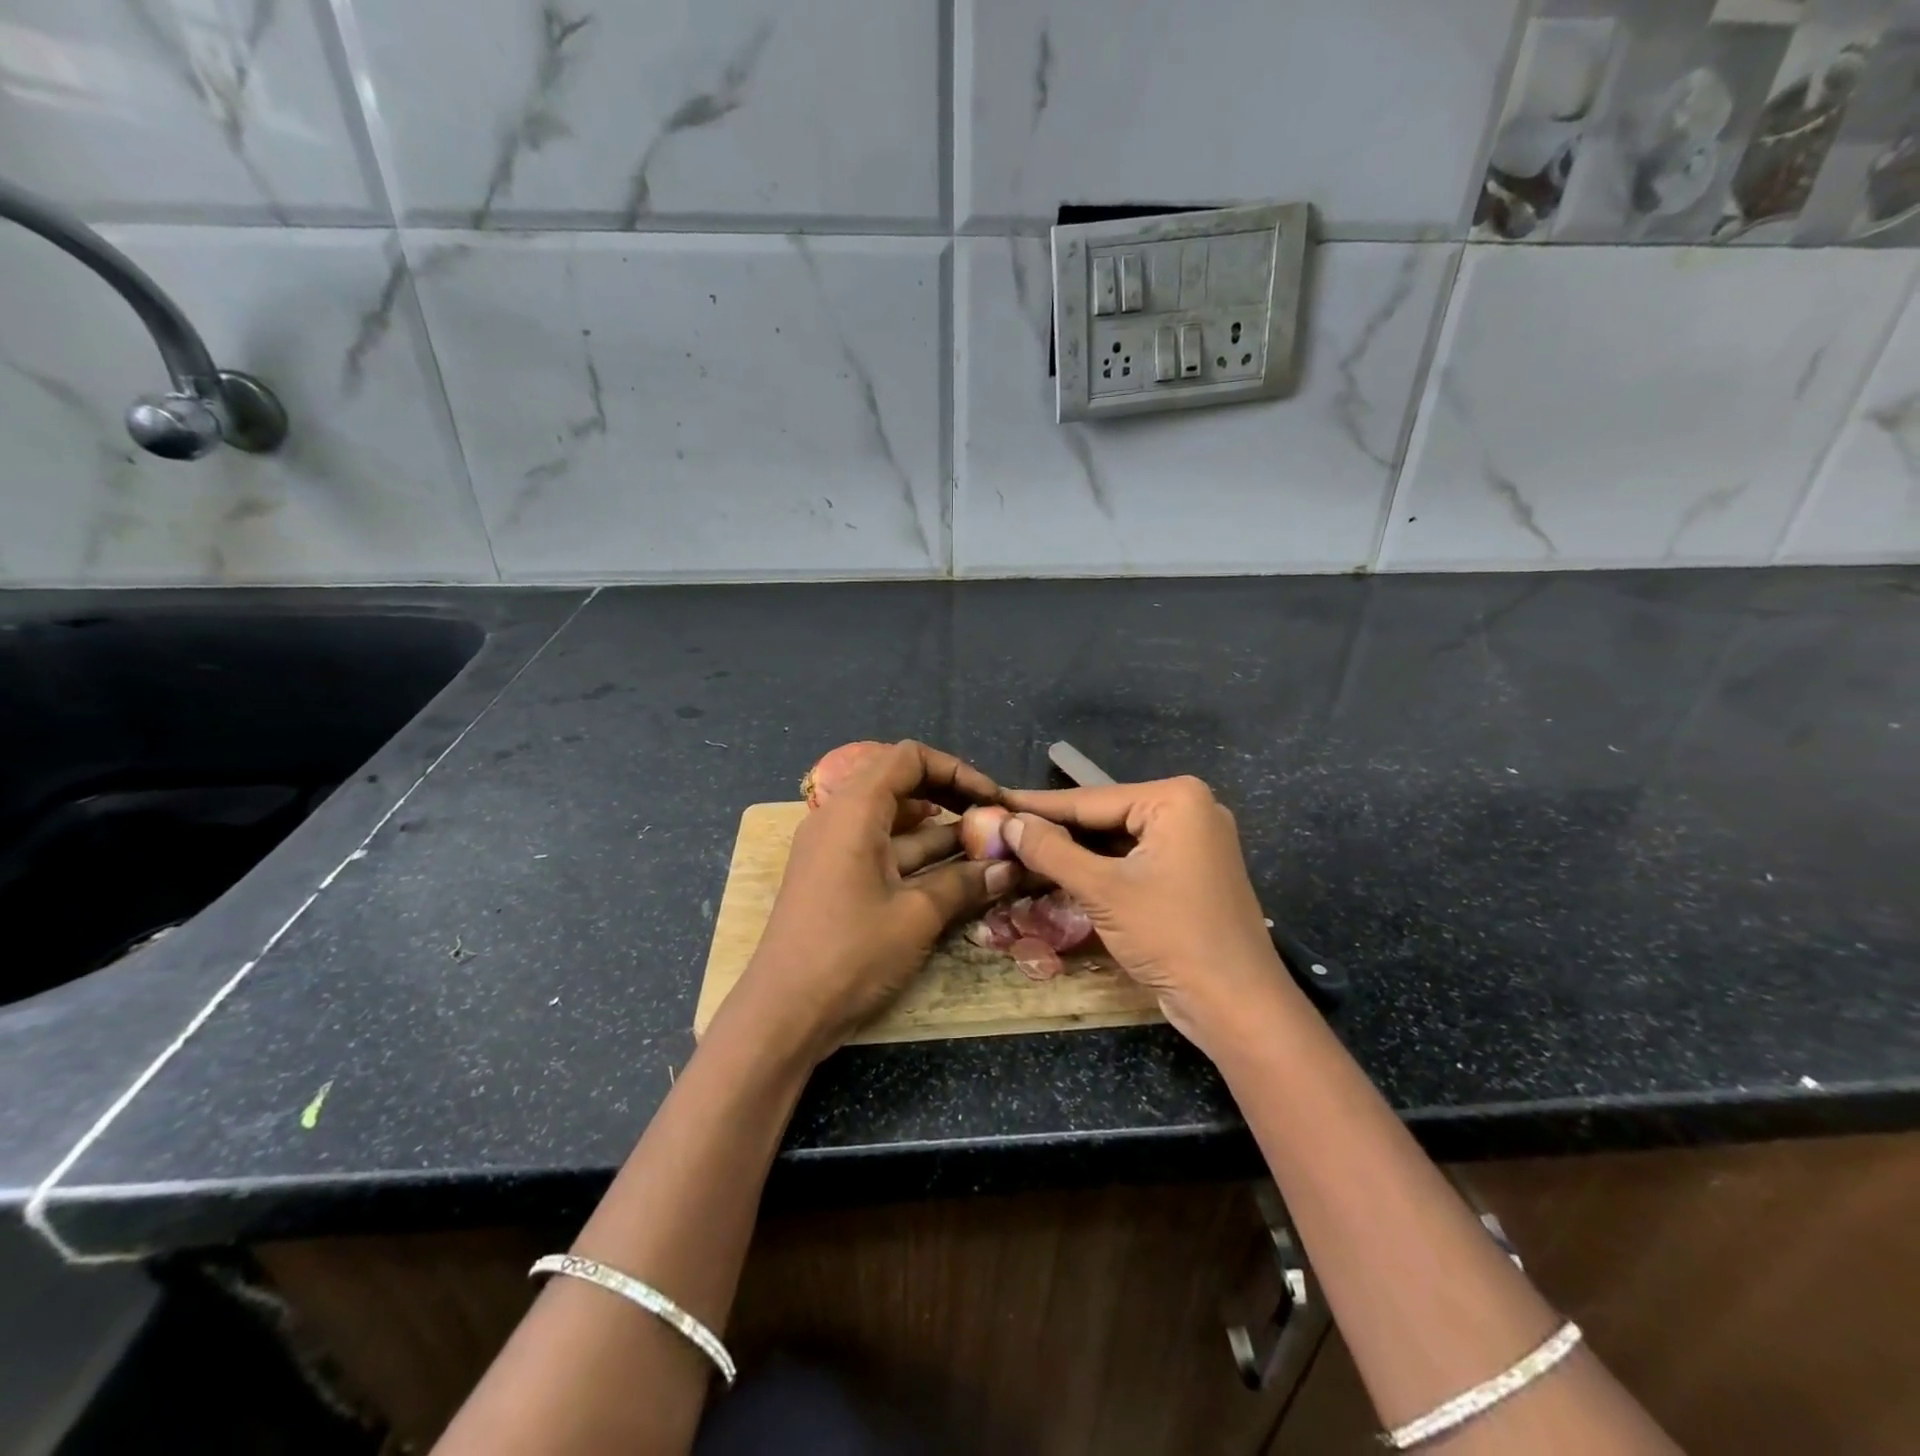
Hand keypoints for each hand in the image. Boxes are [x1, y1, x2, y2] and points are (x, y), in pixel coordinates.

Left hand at [729, 741, 1015, 1059]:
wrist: (783, 1014)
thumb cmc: (850, 953)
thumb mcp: (916, 915)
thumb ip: (964, 883)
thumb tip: (1009, 869)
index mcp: (853, 809)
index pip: (908, 758)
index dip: (955, 770)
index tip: (991, 798)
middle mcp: (839, 818)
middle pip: (901, 785)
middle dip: (950, 798)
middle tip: (991, 821)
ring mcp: (835, 849)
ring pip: (895, 822)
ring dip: (940, 832)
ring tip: (986, 849)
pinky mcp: (836, 878)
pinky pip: (883, 850)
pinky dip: (918, 857)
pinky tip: (956, 875)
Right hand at [1000, 777, 1304, 1054]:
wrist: (1237, 1006)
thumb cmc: (1172, 937)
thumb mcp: (1103, 890)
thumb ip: (1052, 851)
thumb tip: (1009, 822)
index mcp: (1176, 799)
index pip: (1090, 799)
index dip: (1037, 805)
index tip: (994, 801)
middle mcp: (1188, 810)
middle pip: (1104, 817)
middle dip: (1054, 830)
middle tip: (1001, 830)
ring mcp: (1192, 843)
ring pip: (1116, 841)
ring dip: (1073, 852)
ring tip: (1018, 850)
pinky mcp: (1189, 873)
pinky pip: (1133, 861)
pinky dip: (1099, 869)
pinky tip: (1058, 872)